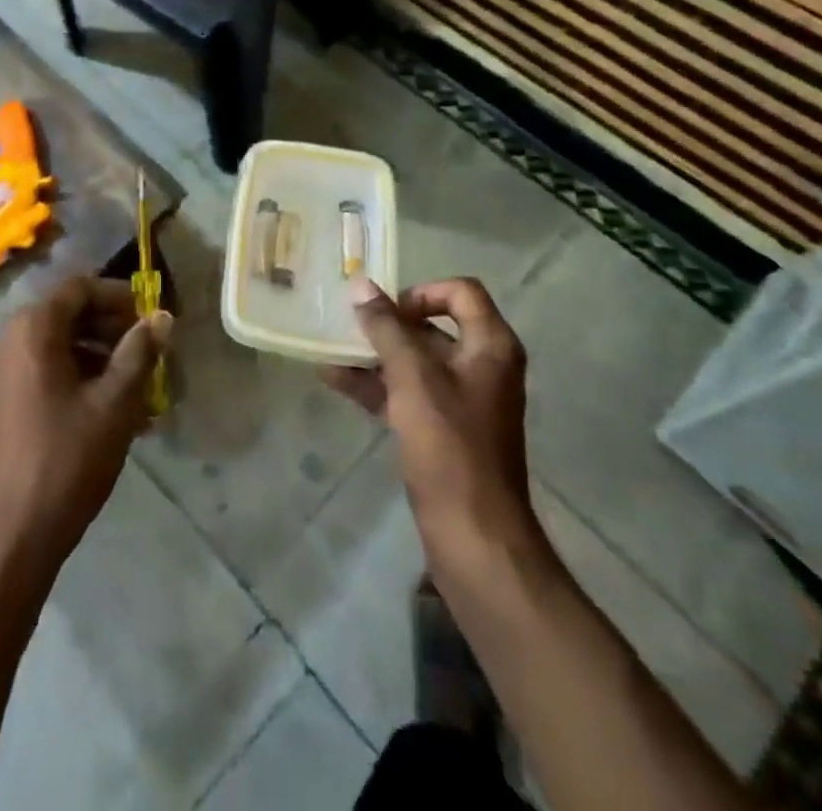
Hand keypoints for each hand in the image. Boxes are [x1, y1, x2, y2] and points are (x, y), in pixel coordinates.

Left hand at [0, 276, 169, 581]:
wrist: (8, 538)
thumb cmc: (66, 460)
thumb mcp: (114, 404)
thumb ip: (139, 353)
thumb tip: (162, 317)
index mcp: (33, 329)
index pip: (81, 288)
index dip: (120, 297)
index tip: (152, 318)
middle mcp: (10, 340)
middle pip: (69, 314)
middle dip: (113, 329)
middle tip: (150, 354)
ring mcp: (0, 373)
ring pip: (60, 346)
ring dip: (101, 358)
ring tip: (139, 390)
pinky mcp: (1, 403)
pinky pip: (45, 373)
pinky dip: (79, 380)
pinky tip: (110, 413)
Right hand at [324, 277, 541, 584]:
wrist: (474, 534)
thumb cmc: (449, 446)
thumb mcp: (413, 378)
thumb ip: (386, 328)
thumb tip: (361, 286)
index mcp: (491, 346)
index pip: (460, 292)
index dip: (421, 292)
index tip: (386, 310)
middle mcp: (482, 365)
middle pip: (433, 326)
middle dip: (388, 325)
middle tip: (348, 325)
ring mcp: (463, 399)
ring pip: (415, 362)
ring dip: (375, 355)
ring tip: (330, 350)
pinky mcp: (444, 429)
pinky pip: (408, 392)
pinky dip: (377, 385)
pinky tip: (335, 380)